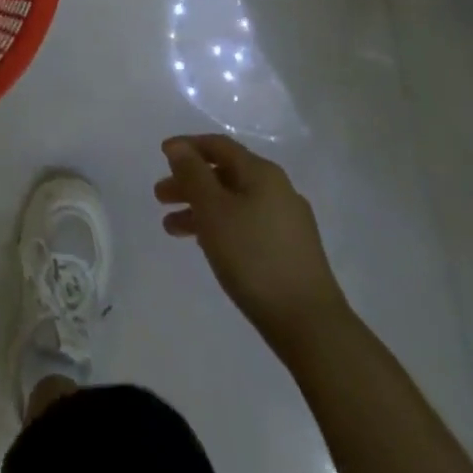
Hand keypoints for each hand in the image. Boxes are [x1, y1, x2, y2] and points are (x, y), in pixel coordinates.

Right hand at [155, 133, 350, 351]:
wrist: (311, 326)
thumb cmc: (253, 257)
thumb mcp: (213, 209)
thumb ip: (193, 173)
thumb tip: (179, 147)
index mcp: (262, 173)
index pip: (218, 145)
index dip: (187, 146)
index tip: (161, 155)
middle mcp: (278, 190)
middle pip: (225, 174)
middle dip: (189, 182)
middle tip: (160, 197)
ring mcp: (288, 222)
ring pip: (234, 203)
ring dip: (201, 209)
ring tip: (172, 228)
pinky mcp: (291, 251)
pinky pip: (247, 225)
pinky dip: (221, 227)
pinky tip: (206, 245)